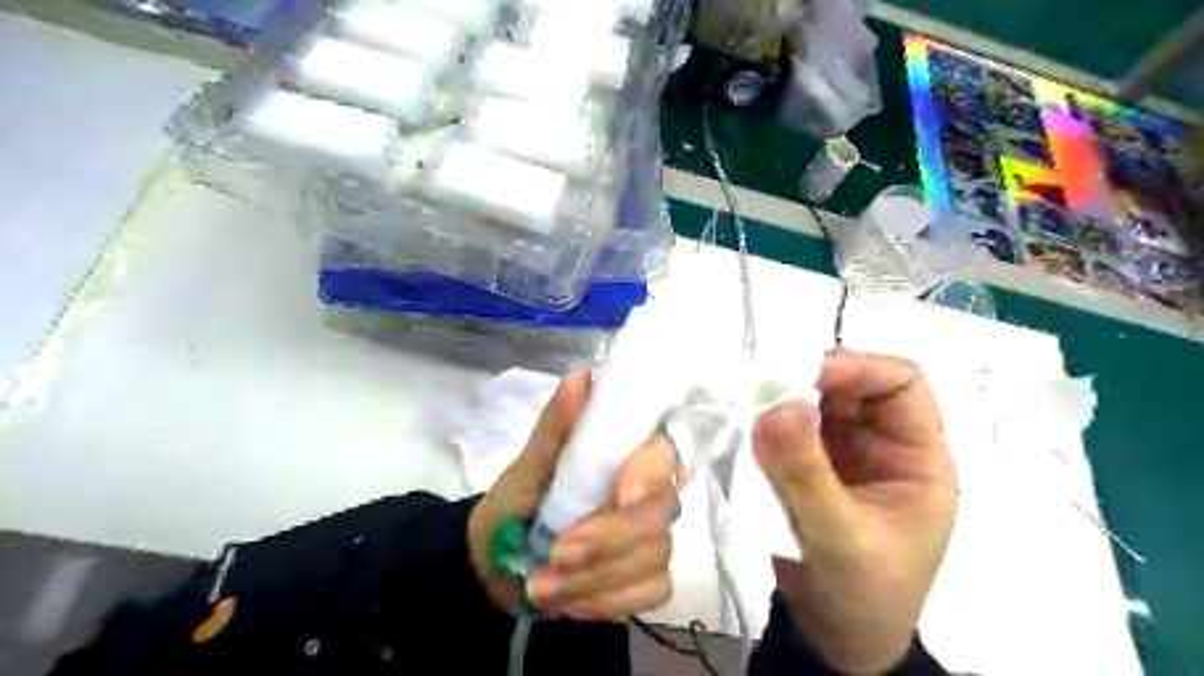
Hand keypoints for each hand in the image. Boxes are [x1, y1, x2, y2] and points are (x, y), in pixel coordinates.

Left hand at [467, 373, 675, 619]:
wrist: (500, 562)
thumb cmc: (517, 501)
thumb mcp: (528, 465)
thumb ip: (557, 426)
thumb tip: (580, 377)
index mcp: (627, 455)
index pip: (665, 454)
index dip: (650, 473)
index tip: (621, 495)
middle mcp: (651, 492)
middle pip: (662, 512)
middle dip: (606, 537)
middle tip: (553, 552)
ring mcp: (654, 537)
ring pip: (653, 557)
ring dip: (593, 576)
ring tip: (541, 583)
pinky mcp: (649, 579)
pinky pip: (648, 593)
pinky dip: (604, 601)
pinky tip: (569, 599)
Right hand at [750, 352, 960, 674]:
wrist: (838, 640)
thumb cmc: (864, 596)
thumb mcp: (842, 538)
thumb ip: (807, 476)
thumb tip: (773, 408)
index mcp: (917, 458)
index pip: (901, 384)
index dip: (860, 369)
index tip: (807, 376)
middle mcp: (881, 446)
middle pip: (851, 389)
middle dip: (810, 383)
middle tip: (762, 388)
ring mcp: (842, 455)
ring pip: (814, 406)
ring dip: (783, 403)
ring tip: (746, 407)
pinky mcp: (809, 468)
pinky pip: (789, 432)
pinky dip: (767, 427)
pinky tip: (744, 430)